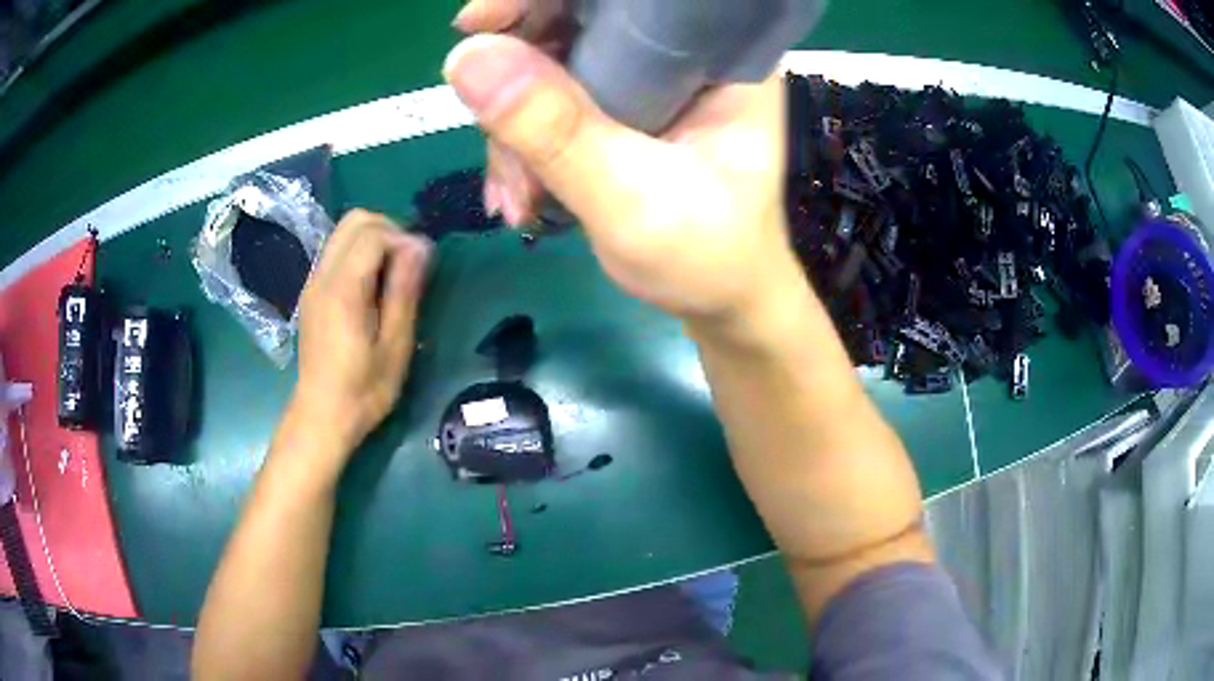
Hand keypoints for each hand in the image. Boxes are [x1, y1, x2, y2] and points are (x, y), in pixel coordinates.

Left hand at [292, 210, 431, 451]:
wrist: (321, 417)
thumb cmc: (363, 390)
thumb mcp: (395, 345)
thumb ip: (404, 290)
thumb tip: (420, 246)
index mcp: (343, 289)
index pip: (373, 233)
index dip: (404, 239)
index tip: (422, 266)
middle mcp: (322, 276)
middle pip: (354, 220)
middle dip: (388, 229)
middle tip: (408, 263)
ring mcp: (313, 282)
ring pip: (343, 232)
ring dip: (373, 240)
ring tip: (393, 275)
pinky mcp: (311, 292)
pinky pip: (336, 251)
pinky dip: (359, 253)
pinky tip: (372, 287)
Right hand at [444, 3, 795, 324]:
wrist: (720, 304)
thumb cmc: (707, 258)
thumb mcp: (631, 199)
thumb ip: (555, 130)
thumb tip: (466, 58)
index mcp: (714, 54)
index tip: (475, 25)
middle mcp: (681, 56)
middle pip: (573, 25)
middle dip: (518, 84)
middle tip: (499, 146)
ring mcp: (647, 83)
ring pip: (550, 68)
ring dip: (514, 132)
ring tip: (520, 198)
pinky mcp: (621, 112)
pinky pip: (550, 104)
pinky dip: (523, 148)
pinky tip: (523, 198)